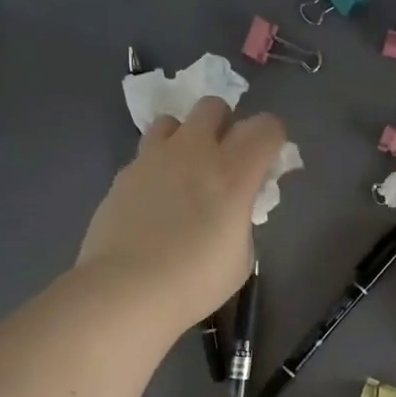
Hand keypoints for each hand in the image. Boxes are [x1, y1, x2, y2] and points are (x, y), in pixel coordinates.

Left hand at [78, 99, 285, 335]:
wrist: (126, 290)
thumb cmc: (195, 281)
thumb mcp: (242, 256)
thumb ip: (243, 219)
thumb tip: (234, 208)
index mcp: (234, 172)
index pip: (266, 126)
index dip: (272, 138)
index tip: (268, 161)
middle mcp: (195, 152)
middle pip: (214, 107)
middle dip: (224, 125)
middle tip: (223, 159)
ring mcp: (154, 158)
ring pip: (173, 121)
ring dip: (184, 138)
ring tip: (183, 172)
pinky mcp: (123, 173)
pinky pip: (145, 154)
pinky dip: (156, 167)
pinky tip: (154, 200)